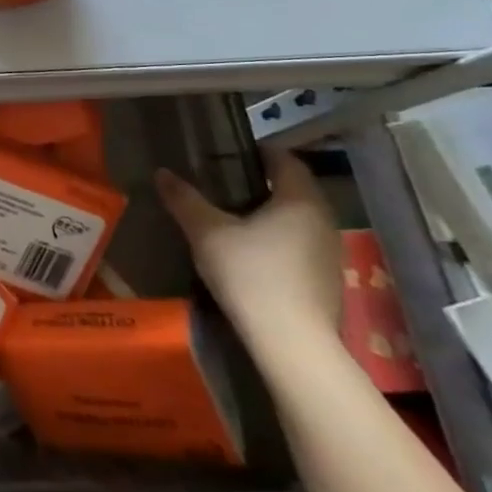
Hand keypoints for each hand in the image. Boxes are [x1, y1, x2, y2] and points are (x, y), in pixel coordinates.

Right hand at [155, 147, 343, 359]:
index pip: (286, 160)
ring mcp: (329, 251)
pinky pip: (299, 243)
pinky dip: (276, 237)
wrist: (291, 341)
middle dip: (260, 182)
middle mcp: (323, 220)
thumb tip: (163, 172)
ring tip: (230, 215)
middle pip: (293, 189)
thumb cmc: (250, 273)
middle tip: (221, 181)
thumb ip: (184, 199)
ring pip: (297, 218)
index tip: (228, 151)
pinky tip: (249, 251)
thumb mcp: (206, 231)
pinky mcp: (325, 278)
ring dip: (268, 212)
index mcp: (300, 200)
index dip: (258, 151)